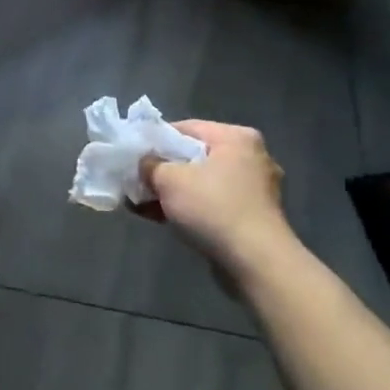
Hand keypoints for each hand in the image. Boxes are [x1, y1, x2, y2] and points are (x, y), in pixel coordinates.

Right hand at [138, 120, 294, 283]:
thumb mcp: (169, 180)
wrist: (256, 261)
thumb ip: (150, 165)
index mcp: (237, 138)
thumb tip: (144, 163)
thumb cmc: (213, 208)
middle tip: (136, 181)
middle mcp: (251, 157)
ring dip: (172, 192)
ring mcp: (254, 189)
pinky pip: (212, 203)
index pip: (186, 128)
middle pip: (194, 156)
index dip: (155, 140)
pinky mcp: (252, 216)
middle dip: (163, 171)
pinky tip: (161, 218)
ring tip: (141, 203)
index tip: (134, 155)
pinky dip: (189, 208)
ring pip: (202, 182)